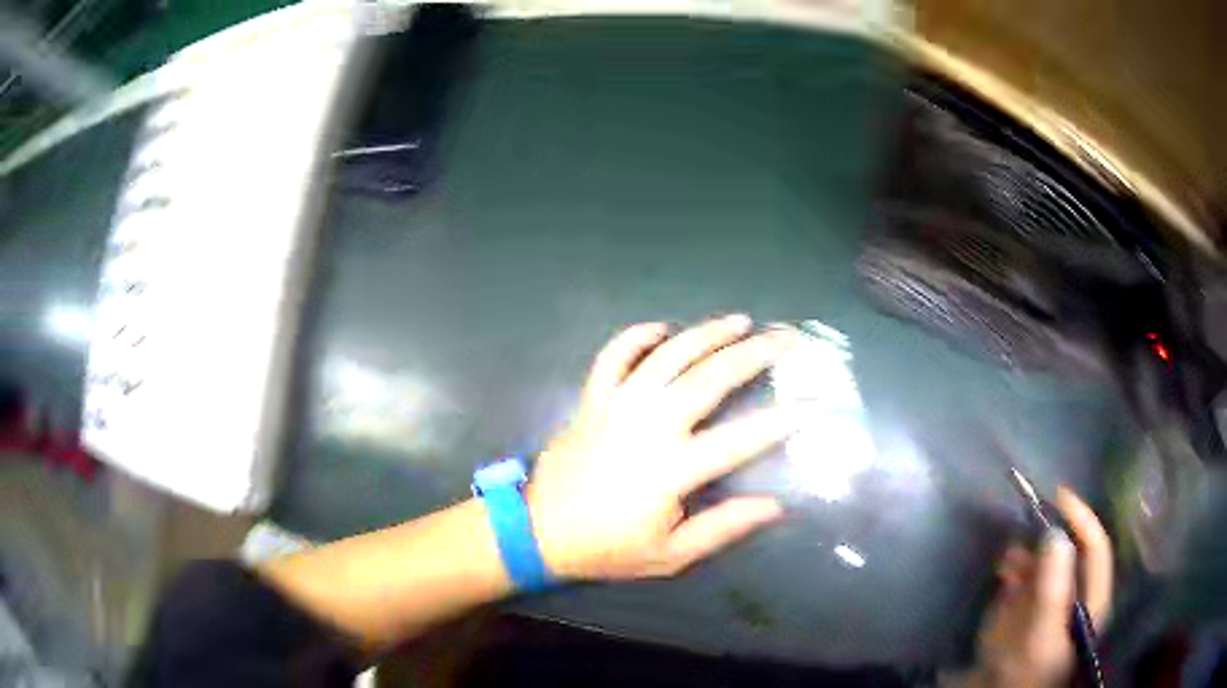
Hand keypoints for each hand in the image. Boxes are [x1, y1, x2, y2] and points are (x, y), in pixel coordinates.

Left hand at [527, 316, 799, 579]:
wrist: (537, 530)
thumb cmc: (607, 546)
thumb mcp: (670, 555)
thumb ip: (723, 528)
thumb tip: (775, 505)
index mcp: (671, 468)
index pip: (740, 439)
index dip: (780, 422)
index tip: (811, 405)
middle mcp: (649, 425)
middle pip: (710, 378)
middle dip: (754, 354)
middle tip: (785, 337)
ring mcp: (617, 405)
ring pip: (668, 356)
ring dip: (706, 333)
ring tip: (740, 320)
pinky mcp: (593, 398)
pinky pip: (614, 355)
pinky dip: (637, 336)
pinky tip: (662, 328)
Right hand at [960, 487, 1113, 687]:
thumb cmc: (1027, 673)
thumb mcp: (1041, 633)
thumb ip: (1051, 587)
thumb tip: (1054, 533)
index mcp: (1092, 599)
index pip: (1095, 547)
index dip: (1081, 518)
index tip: (1058, 494)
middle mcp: (1077, 594)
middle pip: (1072, 549)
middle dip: (1051, 533)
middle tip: (1027, 523)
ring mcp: (1052, 602)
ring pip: (1048, 561)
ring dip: (1030, 551)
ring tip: (1008, 556)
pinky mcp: (1029, 610)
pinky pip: (1027, 576)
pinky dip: (1017, 567)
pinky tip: (1004, 570)